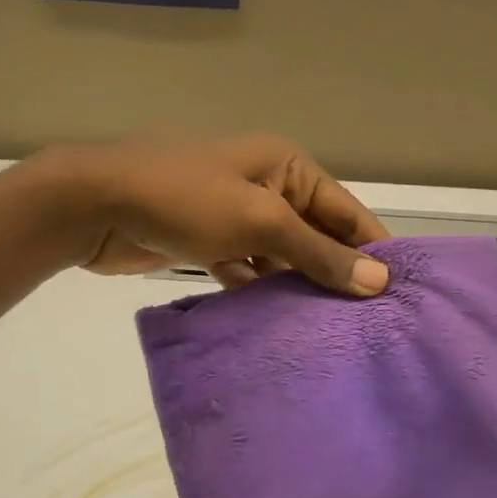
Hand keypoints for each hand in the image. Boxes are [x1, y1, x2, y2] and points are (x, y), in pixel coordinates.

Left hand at [43, 134, 391, 295]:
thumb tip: (377, 281)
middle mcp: (265, 186)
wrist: (96, 204)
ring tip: (331, 331)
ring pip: (280, 255)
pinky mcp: (207, 242)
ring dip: (298, 286)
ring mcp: (234, 215)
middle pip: (314, 234)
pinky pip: (246, 268)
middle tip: (368, 323)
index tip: (400, 292)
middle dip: (336, 273)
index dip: (372, 249)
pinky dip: (259, 290)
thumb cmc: (185, 199)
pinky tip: (278, 324)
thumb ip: (317, 253)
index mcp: (285, 166)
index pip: (345, 210)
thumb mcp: (259, 222)